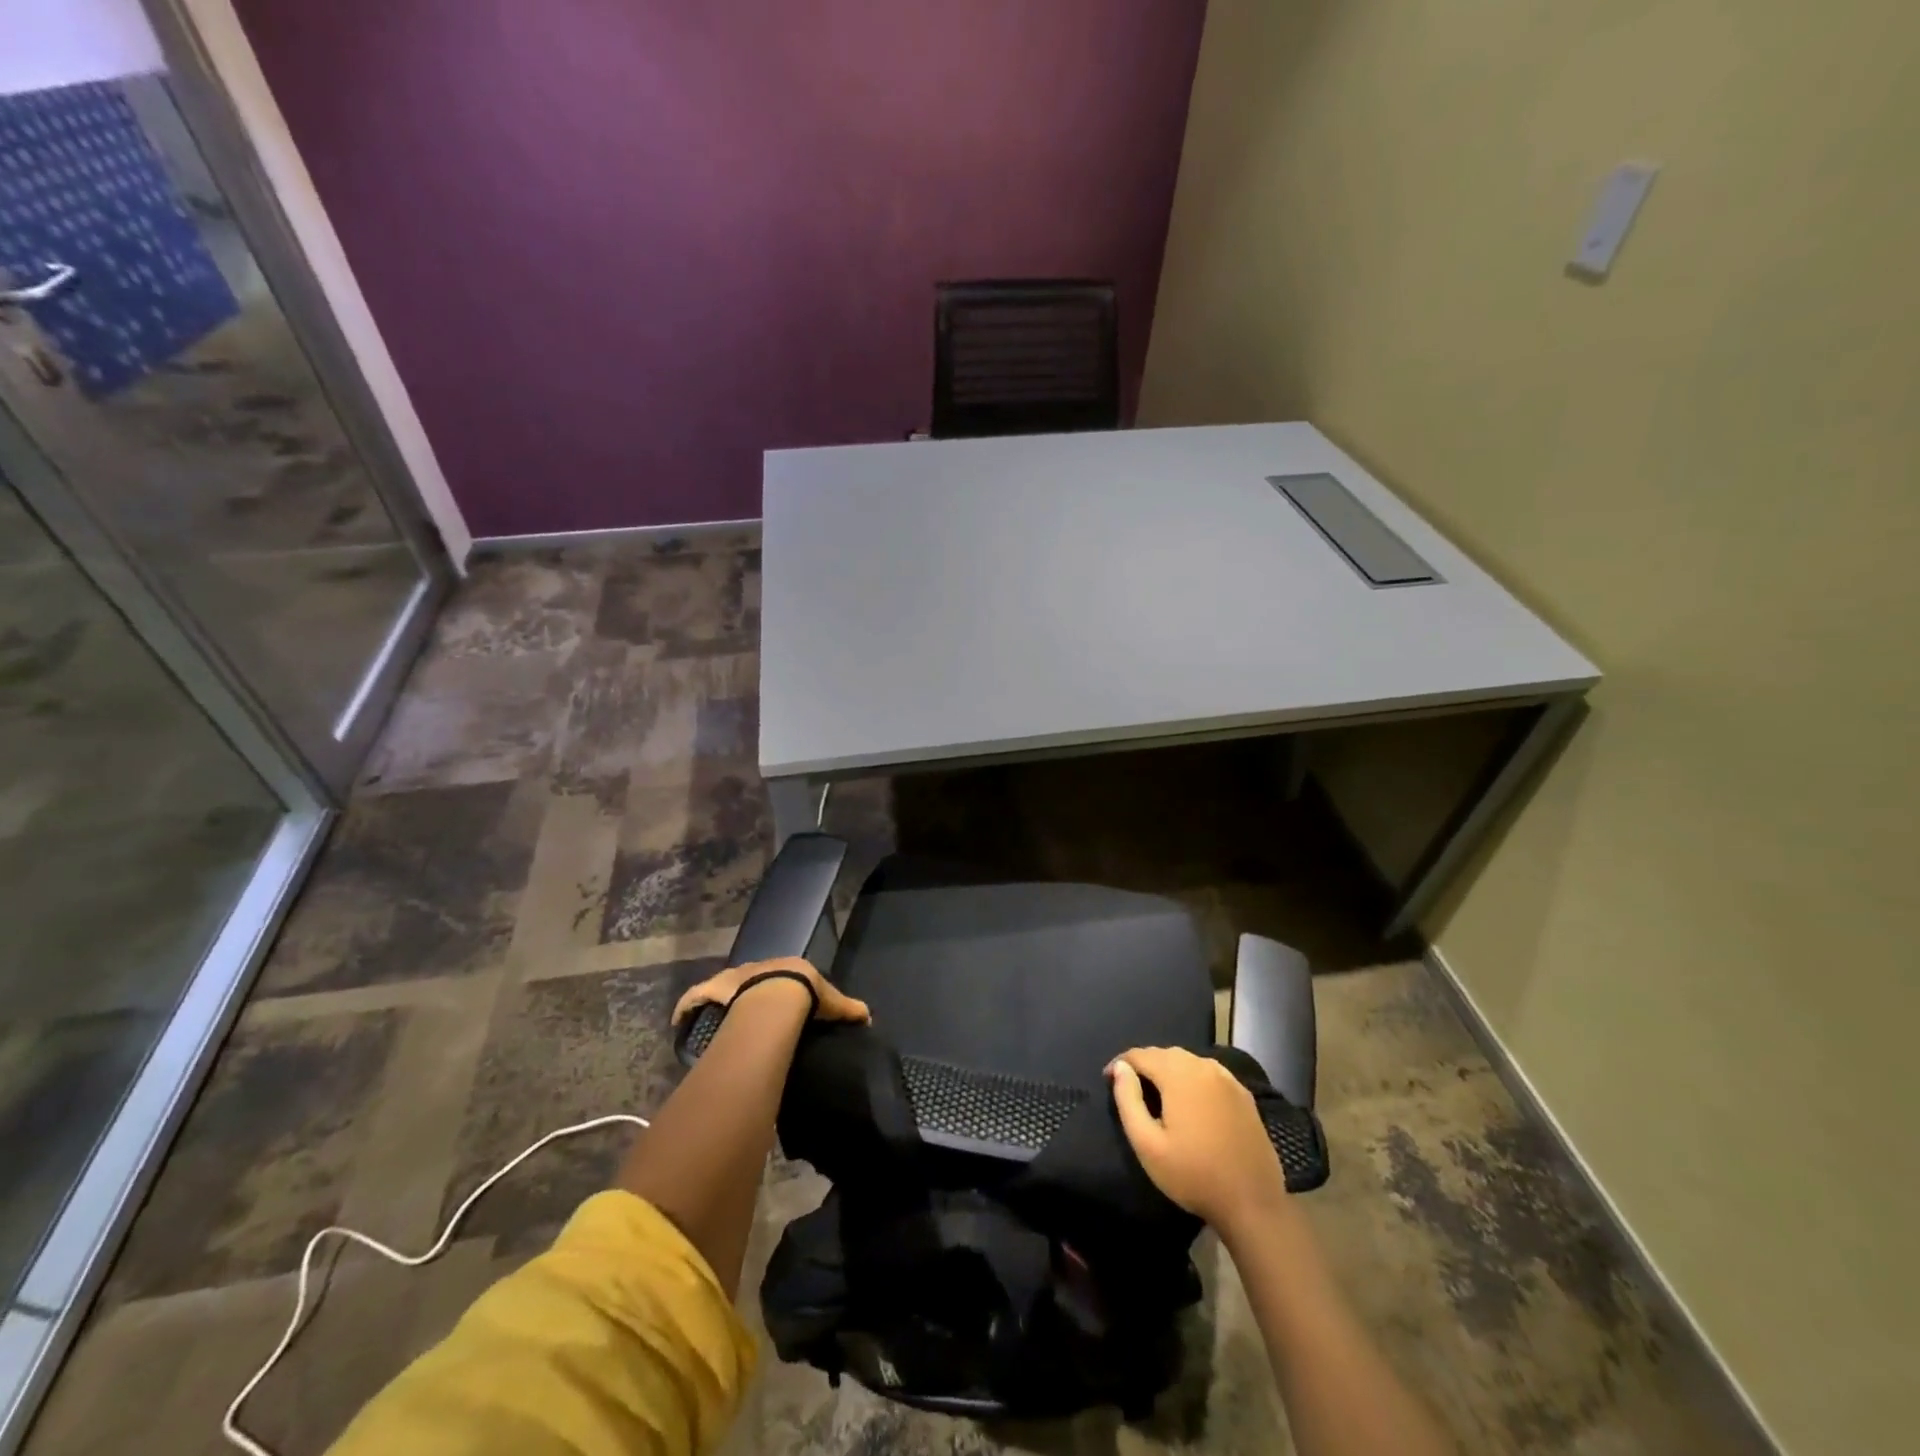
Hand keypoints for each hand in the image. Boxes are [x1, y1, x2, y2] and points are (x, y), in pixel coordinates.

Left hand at [671, 956, 869, 1026]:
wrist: (775, 997)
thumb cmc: (806, 995)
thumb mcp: (832, 1002)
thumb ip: (848, 1009)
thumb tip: (867, 1015)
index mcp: (785, 967)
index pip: (783, 973)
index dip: (782, 985)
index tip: (782, 999)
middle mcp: (756, 968)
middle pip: (752, 979)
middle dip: (751, 991)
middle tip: (752, 1011)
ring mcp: (731, 979)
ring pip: (723, 988)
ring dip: (721, 999)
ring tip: (720, 1016)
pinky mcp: (711, 991)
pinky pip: (694, 1000)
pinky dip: (686, 1009)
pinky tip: (681, 1021)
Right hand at [1107, 1046, 1289, 1237]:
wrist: (1252, 1204)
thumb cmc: (1193, 1176)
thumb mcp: (1148, 1144)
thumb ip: (1128, 1100)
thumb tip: (1120, 1068)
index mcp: (1179, 1074)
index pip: (1140, 1054)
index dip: (1121, 1064)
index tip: (1108, 1080)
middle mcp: (1204, 1066)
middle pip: (1165, 1054)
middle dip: (1144, 1065)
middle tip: (1131, 1088)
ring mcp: (1228, 1079)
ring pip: (1189, 1062)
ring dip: (1169, 1070)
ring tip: (1157, 1093)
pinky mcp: (1244, 1095)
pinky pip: (1209, 1074)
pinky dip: (1193, 1078)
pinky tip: (1190, 1101)